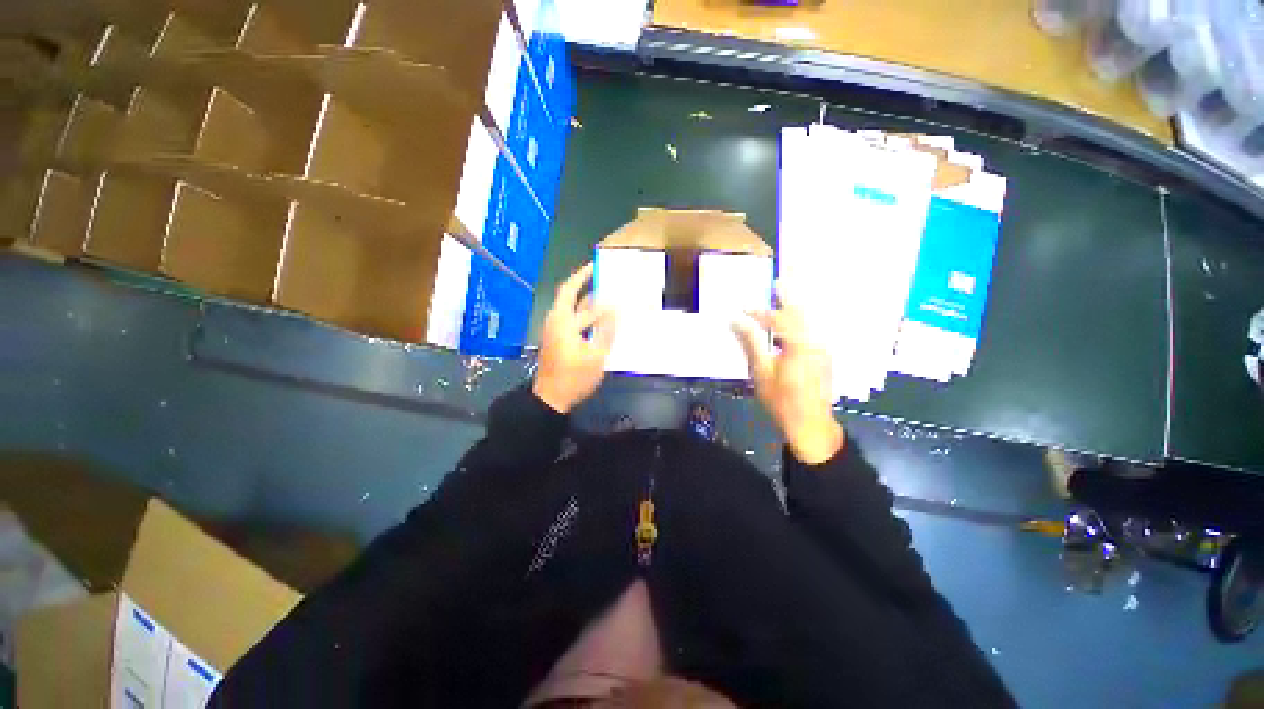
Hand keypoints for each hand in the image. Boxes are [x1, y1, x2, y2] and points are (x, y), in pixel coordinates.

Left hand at [533, 263, 616, 413]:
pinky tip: (602, 322)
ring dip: (588, 304)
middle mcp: (556, 322)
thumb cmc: (574, 377)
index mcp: (562, 321)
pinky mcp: (559, 342)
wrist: (552, 399)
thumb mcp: (595, 354)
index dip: (582, 276)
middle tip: (603, 278)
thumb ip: (606, 330)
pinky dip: (587, 318)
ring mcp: (556, 332)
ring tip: (608, 297)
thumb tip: (614, 307)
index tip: (596, 266)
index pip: (570, 290)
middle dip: (585, 286)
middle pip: (570, 298)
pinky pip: (574, 322)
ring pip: (573, 311)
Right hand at [732, 288, 843, 464]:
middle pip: (801, 313)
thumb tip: (736, 321)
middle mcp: (815, 342)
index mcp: (799, 344)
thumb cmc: (781, 400)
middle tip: (779, 281)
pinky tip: (791, 325)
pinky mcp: (824, 357)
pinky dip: (800, 324)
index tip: (743, 308)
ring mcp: (823, 349)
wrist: (810, 425)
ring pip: (808, 322)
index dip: (759, 313)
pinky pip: (811, 333)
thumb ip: (751, 343)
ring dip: (795, 309)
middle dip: (788, 297)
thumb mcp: (761, 372)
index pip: (777, 320)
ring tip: (784, 297)